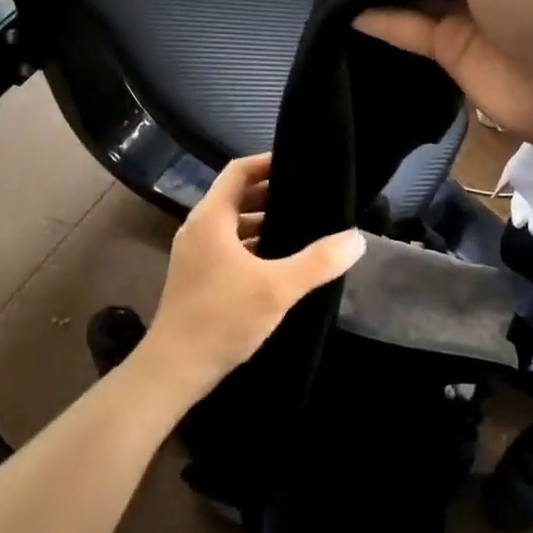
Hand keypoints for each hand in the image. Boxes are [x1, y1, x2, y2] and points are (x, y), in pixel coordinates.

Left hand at [135, 154, 365, 404]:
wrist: (175, 369)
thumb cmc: (222, 318)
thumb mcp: (277, 288)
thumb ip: (318, 261)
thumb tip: (356, 238)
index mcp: (211, 218)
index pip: (239, 172)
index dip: (268, 163)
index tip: (300, 163)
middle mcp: (199, 229)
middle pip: (237, 196)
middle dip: (272, 194)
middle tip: (311, 196)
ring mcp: (196, 254)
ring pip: (234, 225)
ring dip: (264, 222)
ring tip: (303, 226)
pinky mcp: (198, 277)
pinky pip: (229, 248)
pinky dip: (254, 245)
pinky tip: (282, 262)